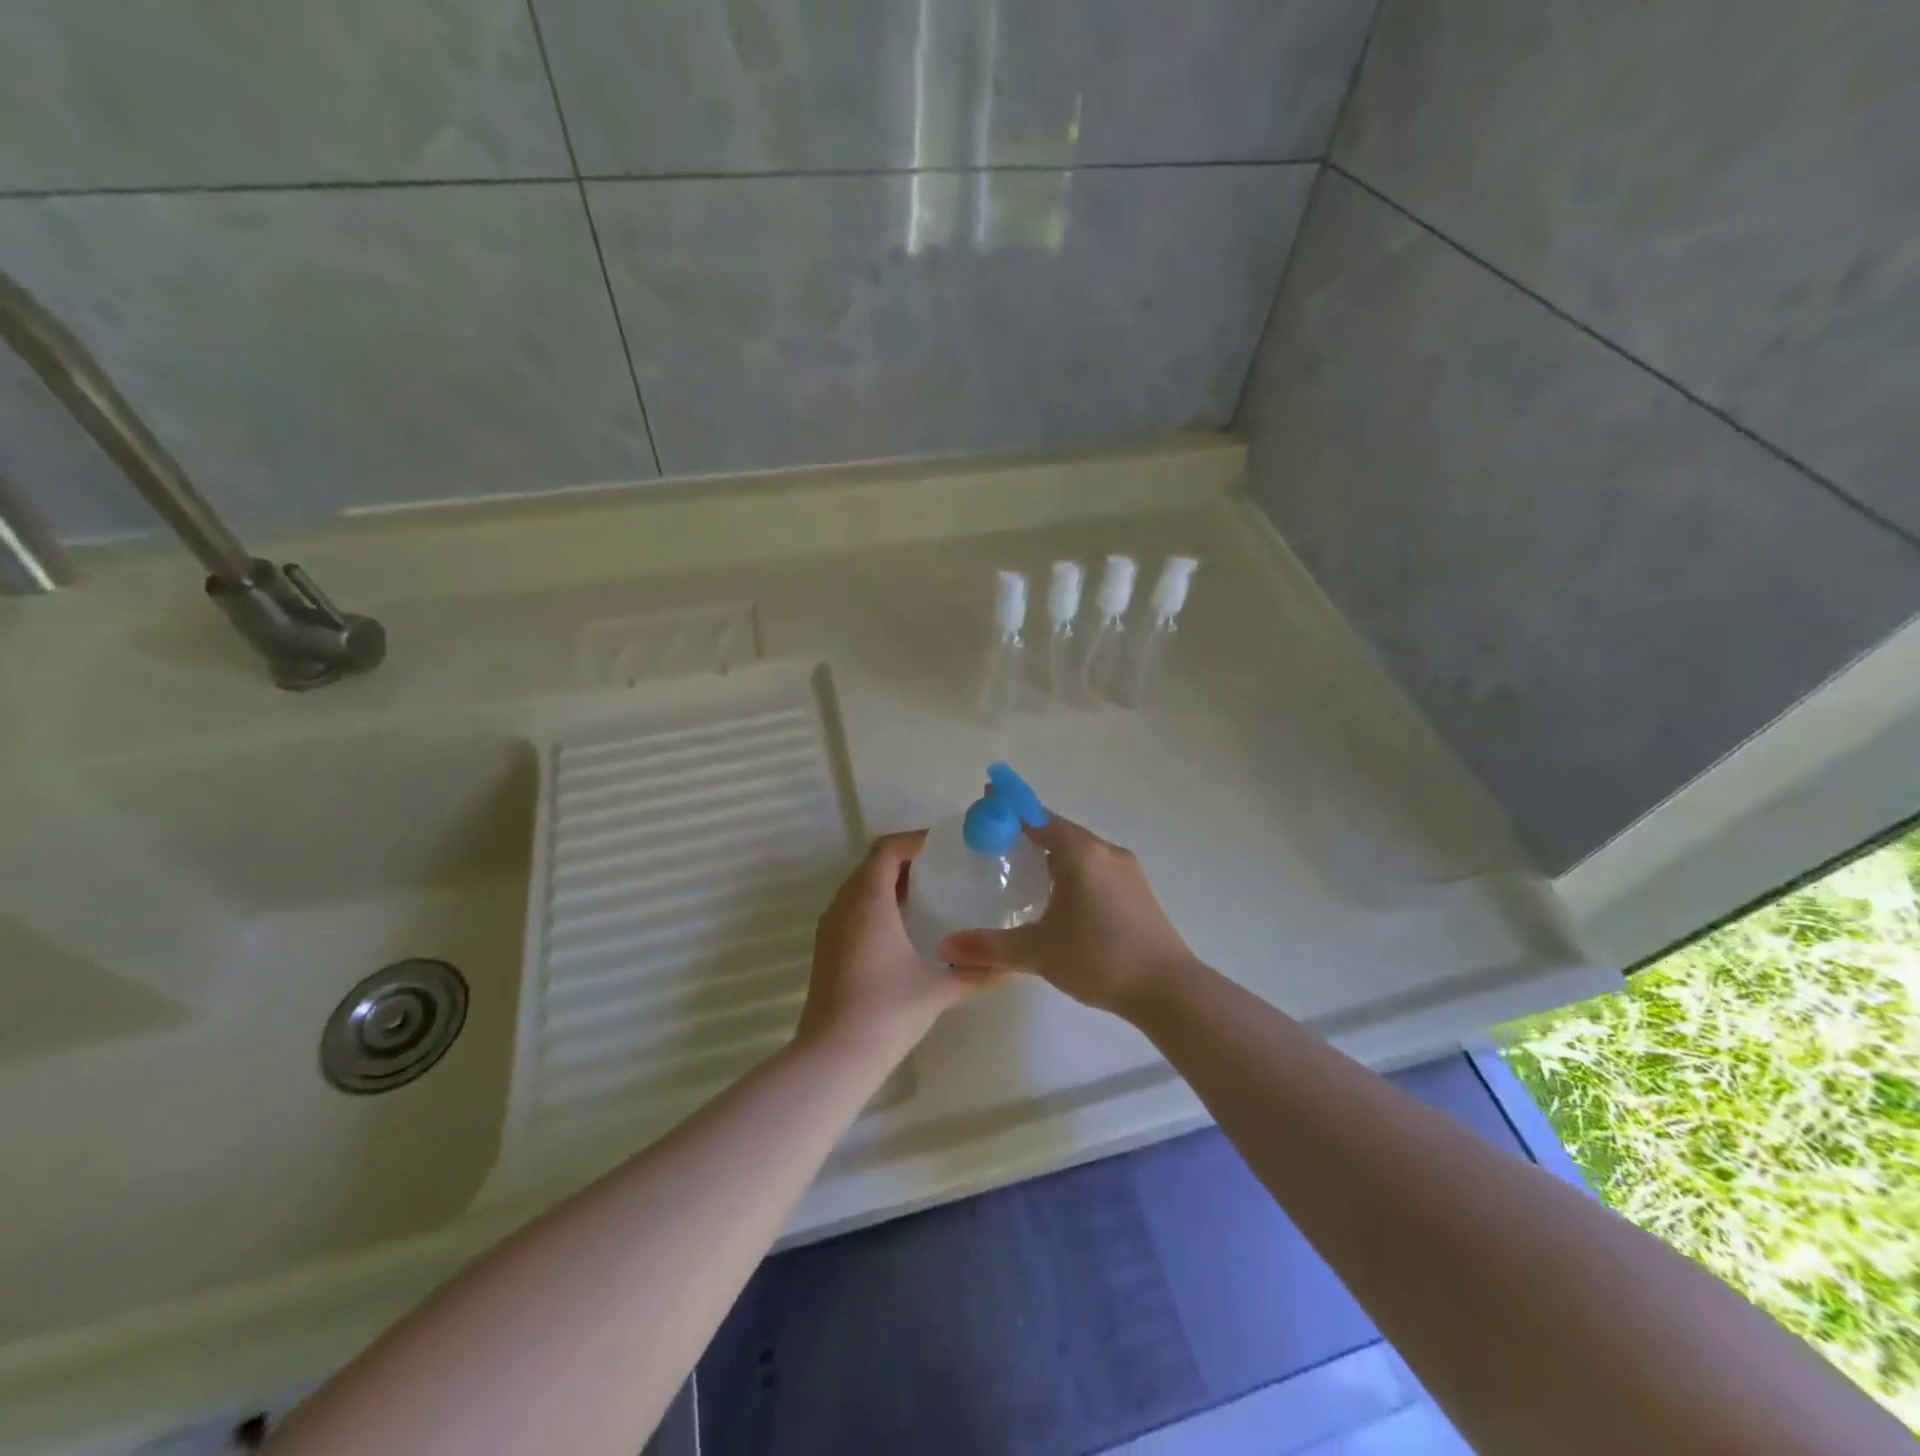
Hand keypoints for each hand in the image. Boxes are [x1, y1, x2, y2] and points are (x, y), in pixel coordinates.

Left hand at [796, 831, 1002, 1056]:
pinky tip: (904, 927)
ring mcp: (830, 927)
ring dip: (890, 882)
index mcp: (868, 901)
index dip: (915, 840)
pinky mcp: (827, 948)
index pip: (887, 849)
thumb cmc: (887, 1012)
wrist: (833, 1056)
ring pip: (859, 886)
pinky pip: (852, 908)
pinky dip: (877, 903)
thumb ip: (978, 973)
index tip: (946, 846)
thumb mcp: (938, 990)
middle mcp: (843, 905)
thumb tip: (1014, 966)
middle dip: (906, 859)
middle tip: (944, 868)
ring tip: (929, 893)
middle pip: (872, 864)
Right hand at [936, 815, 1197, 1017]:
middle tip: (999, 840)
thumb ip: (989, 946)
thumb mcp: (1037, 952)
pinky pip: (1096, 866)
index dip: (1010, 807)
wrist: (1168, 988)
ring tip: (1026, 868)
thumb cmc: (1098, 958)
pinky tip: (1062, 895)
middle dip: (1029, 830)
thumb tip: (945, 947)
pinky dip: (1073, 868)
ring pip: (1081, 849)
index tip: (988, 799)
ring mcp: (1127, 869)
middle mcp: (1104, 850)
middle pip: (1060, 830)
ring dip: (1054, 851)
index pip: (1037, 817)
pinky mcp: (1138, 890)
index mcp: (1079, 853)